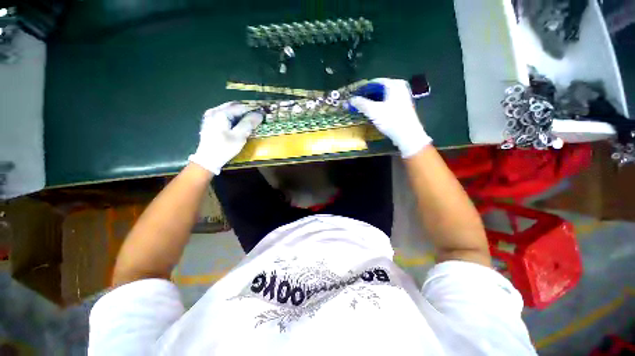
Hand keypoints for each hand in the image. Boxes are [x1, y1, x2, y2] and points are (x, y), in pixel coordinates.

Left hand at [189, 102, 262, 173]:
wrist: (208, 160)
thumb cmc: (225, 148)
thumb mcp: (239, 136)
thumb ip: (249, 123)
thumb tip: (259, 114)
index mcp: (221, 113)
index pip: (241, 107)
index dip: (253, 111)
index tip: (262, 116)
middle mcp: (214, 111)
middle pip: (234, 107)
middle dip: (245, 112)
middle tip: (256, 119)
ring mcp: (210, 116)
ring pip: (229, 111)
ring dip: (239, 115)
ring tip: (248, 123)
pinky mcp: (209, 123)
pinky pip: (224, 116)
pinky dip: (233, 119)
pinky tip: (237, 126)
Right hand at [349, 78, 431, 157]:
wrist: (407, 135)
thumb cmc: (391, 120)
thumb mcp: (373, 111)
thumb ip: (361, 103)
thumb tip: (351, 99)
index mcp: (393, 84)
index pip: (374, 82)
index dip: (363, 89)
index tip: (354, 96)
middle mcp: (400, 87)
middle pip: (379, 88)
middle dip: (368, 95)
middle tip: (358, 103)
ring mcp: (403, 97)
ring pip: (384, 95)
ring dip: (373, 101)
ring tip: (364, 108)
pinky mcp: (403, 106)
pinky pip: (388, 101)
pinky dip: (380, 105)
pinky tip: (375, 112)